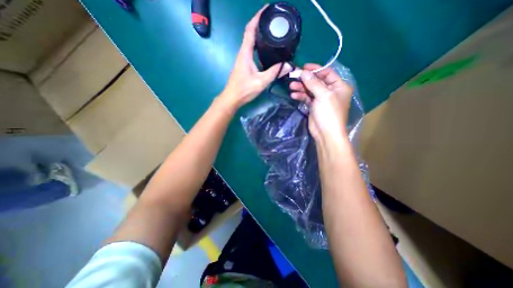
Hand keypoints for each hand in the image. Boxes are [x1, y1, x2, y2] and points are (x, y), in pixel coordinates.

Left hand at [219, 5, 291, 111]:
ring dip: (259, 34)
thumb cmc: (244, 90)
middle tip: (273, 21)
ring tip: (272, 32)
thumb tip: (289, 66)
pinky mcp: (244, 65)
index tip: (267, 9)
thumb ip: (274, 73)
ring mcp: (243, 59)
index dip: (258, 17)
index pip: (250, 29)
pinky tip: (266, 50)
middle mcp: (243, 53)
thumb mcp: (261, 81)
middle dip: (260, 24)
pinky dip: (258, 45)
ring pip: (251, 42)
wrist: (232, 98)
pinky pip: (252, 51)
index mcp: (245, 53)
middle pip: (250, 33)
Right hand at [290, 63, 355, 143]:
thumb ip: (313, 83)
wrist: (326, 133)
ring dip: (301, 88)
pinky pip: (307, 98)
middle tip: (294, 77)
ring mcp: (322, 99)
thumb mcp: (323, 95)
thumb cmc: (329, 113)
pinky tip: (293, 95)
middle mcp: (331, 91)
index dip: (316, 69)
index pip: (327, 73)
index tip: (303, 67)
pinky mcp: (314, 106)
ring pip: (310, 90)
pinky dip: (301, 96)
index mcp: (339, 86)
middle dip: (305, 79)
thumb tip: (303, 72)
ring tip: (291, 86)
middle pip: (317, 81)